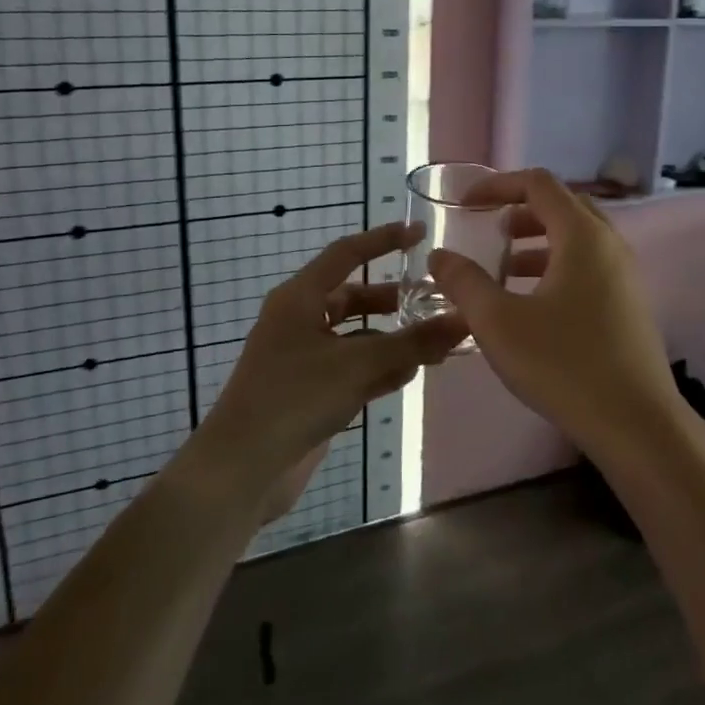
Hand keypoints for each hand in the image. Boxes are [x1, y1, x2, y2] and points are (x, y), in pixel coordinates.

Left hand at [191, 223, 466, 503]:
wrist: (240, 470)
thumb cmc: (294, 399)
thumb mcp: (359, 365)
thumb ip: (413, 342)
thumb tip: (463, 319)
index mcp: (299, 298)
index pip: (347, 254)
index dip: (384, 240)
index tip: (421, 233)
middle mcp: (299, 320)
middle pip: (354, 297)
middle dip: (394, 301)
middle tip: (435, 303)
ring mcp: (302, 357)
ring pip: (356, 335)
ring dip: (392, 339)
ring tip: (434, 345)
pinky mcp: (308, 390)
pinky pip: (351, 367)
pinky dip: (378, 367)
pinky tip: (409, 375)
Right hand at [427, 169, 681, 457]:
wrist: (636, 424)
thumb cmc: (564, 364)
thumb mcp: (499, 322)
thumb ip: (464, 283)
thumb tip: (439, 256)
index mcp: (582, 236)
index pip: (539, 184)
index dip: (498, 185)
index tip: (465, 205)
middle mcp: (610, 244)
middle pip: (562, 206)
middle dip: (520, 211)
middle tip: (488, 230)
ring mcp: (625, 275)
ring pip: (577, 239)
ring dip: (538, 242)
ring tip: (505, 268)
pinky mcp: (629, 304)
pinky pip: (589, 266)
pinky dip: (557, 267)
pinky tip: (534, 304)